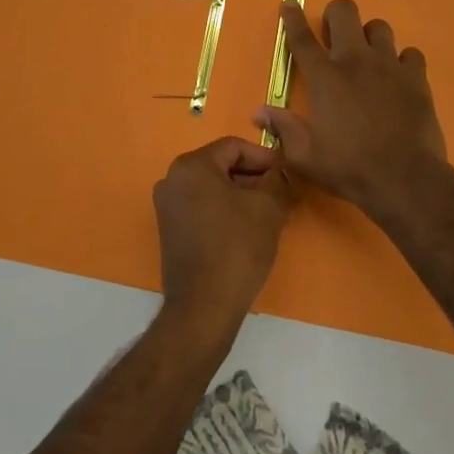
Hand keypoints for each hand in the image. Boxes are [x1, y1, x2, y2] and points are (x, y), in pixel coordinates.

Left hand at [153, 137, 294, 335]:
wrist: (204, 307)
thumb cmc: (237, 248)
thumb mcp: (268, 208)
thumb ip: (278, 180)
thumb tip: (282, 171)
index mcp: (192, 165)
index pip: (234, 147)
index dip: (264, 157)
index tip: (286, 173)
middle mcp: (172, 178)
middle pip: (221, 165)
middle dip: (253, 177)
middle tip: (281, 193)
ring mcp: (167, 205)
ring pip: (212, 187)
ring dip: (241, 194)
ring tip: (268, 212)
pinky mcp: (169, 230)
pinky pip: (202, 207)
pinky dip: (224, 210)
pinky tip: (247, 229)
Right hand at [253, 0, 450, 219]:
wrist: (405, 180)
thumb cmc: (349, 167)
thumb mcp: (305, 156)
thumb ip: (282, 129)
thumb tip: (259, 113)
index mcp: (324, 77)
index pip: (301, 37)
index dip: (293, 17)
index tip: (289, 3)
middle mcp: (355, 60)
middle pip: (344, 12)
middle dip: (336, 16)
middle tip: (334, 37)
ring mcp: (389, 65)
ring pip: (379, 26)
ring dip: (370, 37)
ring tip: (368, 58)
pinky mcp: (416, 78)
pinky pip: (410, 53)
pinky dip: (402, 61)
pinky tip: (398, 78)